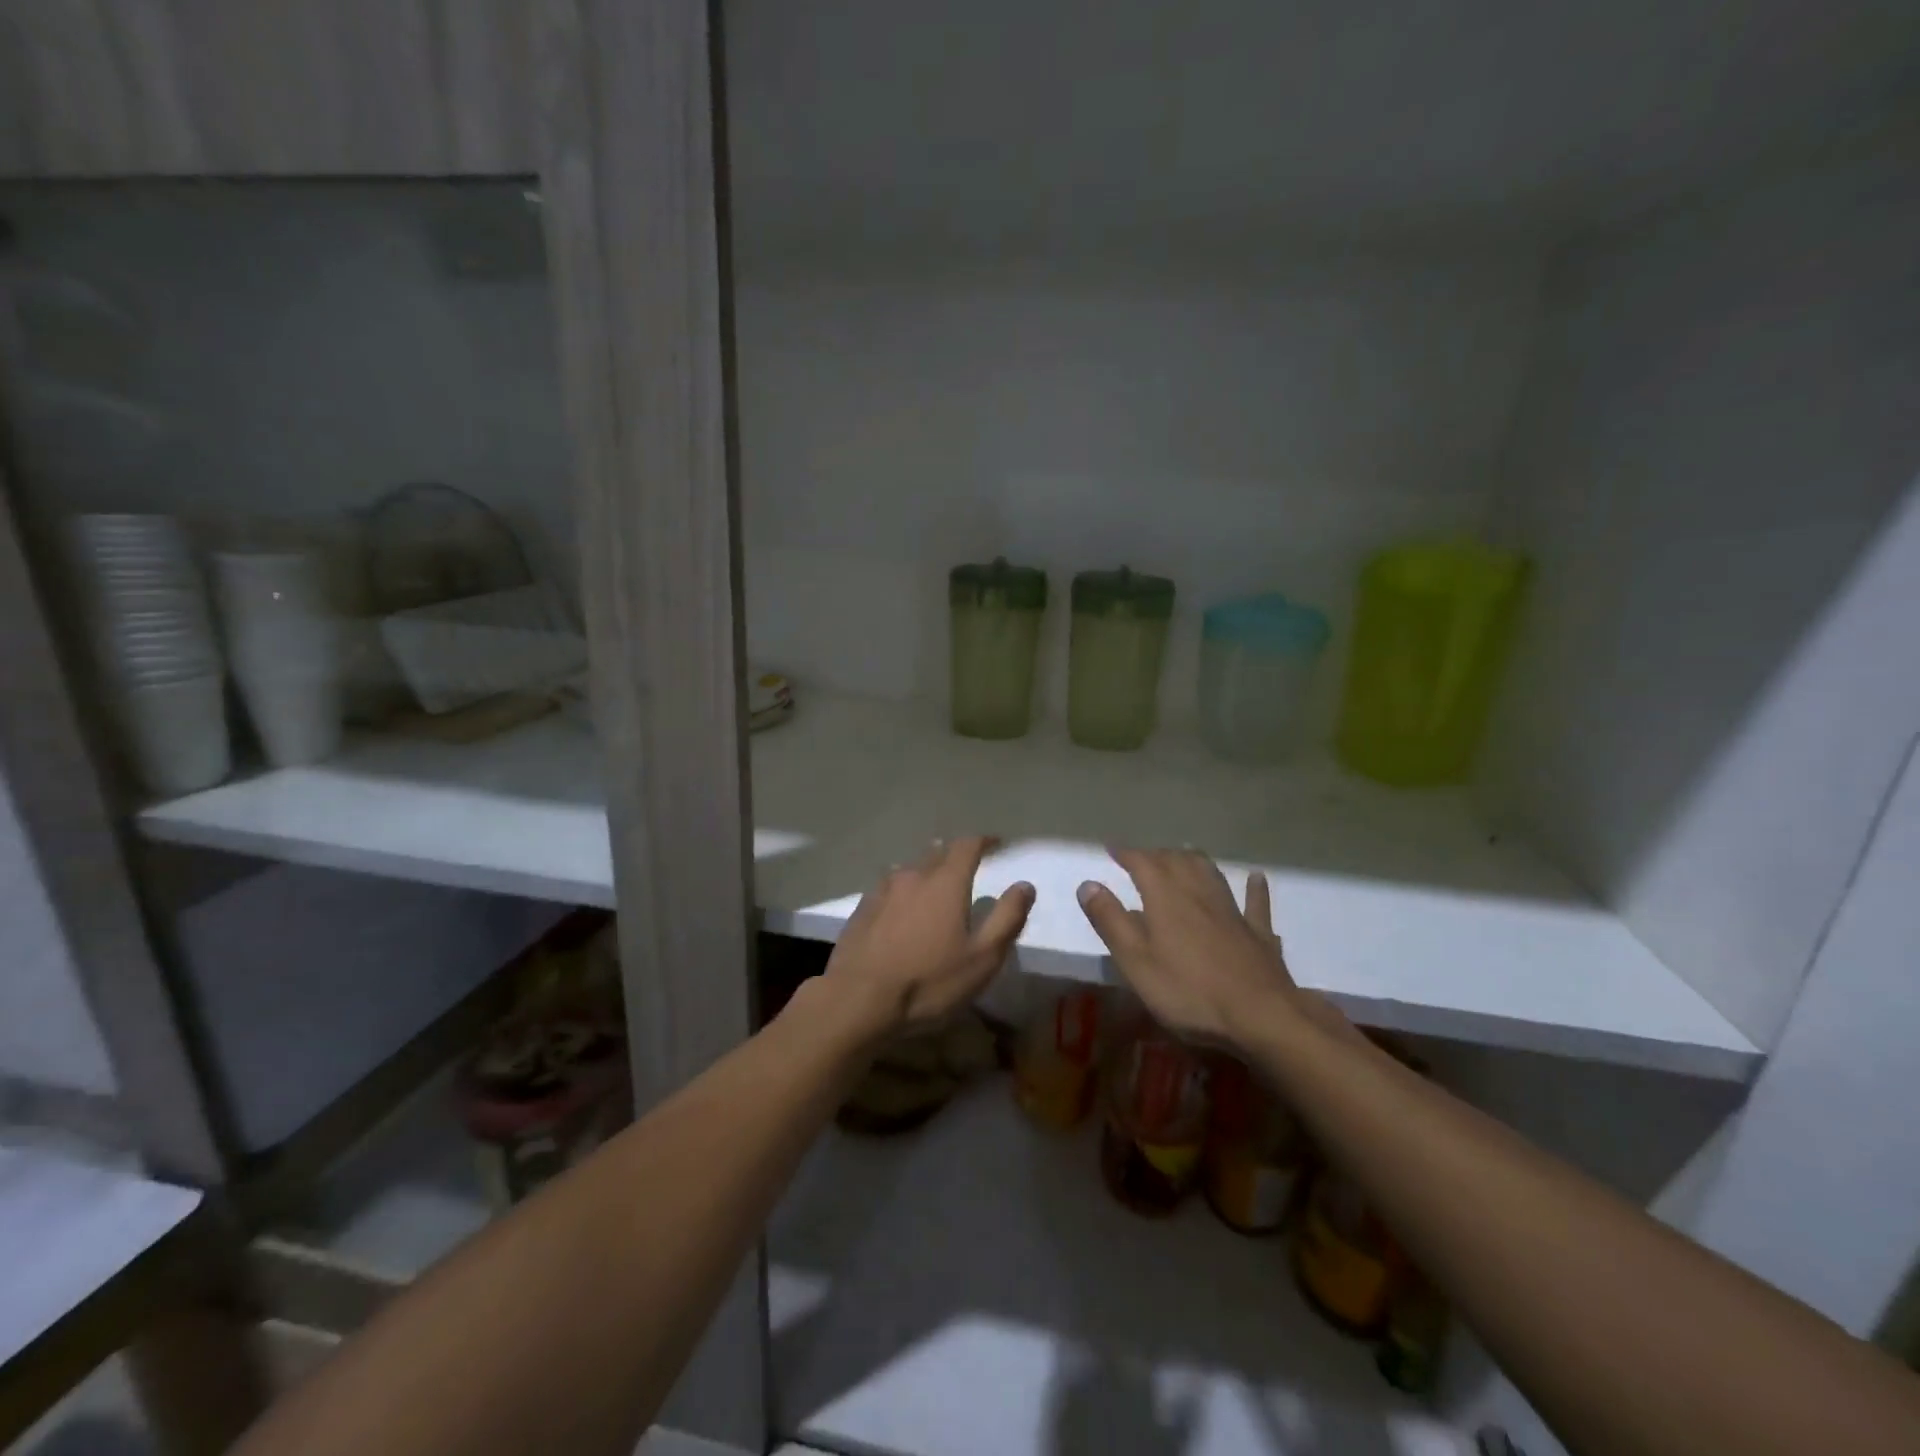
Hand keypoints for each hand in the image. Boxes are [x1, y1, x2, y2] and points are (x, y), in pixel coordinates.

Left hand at [816, 836, 1034, 1043]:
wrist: (858, 1000)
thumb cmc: (929, 981)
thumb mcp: (982, 958)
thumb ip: (1007, 918)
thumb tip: (1024, 885)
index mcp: (946, 882)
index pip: (967, 845)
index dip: (984, 841)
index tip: (997, 843)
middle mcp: (914, 875)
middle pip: (937, 853)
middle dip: (955, 855)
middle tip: (968, 866)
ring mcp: (883, 890)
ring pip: (910, 868)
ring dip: (926, 871)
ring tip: (935, 886)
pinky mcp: (862, 908)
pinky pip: (889, 887)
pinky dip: (902, 890)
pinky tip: (901, 908)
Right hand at [1077, 848, 1299, 1046]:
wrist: (1260, 1016)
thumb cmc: (1188, 991)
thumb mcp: (1135, 961)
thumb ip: (1110, 921)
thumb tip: (1087, 884)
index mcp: (1166, 897)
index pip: (1142, 863)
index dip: (1126, 853)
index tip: (1112, 848)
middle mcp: (1199, 893)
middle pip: (1177, 861)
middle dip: (1157, 855)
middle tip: (1143, 857)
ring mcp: (1232, 911)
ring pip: (1211, 874)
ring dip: (1194, 860)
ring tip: (1184, 854)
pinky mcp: (1258, 933)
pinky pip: (1255, 902)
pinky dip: (1253, 888)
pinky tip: (1255, 878)